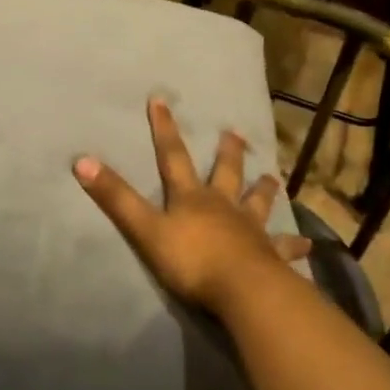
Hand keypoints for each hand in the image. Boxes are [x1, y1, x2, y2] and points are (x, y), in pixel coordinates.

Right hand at [74, 97, 309, 313]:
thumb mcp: (145, 229)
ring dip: (264, 189)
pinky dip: (295, 245)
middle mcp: (223, 206)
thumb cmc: (192, 260)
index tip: (160, 99)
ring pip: (258, 203)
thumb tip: (81, 160)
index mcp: (192, 198)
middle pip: (225, 173)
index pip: (173, 156)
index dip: (164, 128)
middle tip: (235, 132)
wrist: (242, 290)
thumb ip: (115, 198)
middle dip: (227, 152)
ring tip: (272, 176)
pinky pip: (285, 248)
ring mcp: (251, 230)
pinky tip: (309, 245)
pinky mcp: (271, 256)